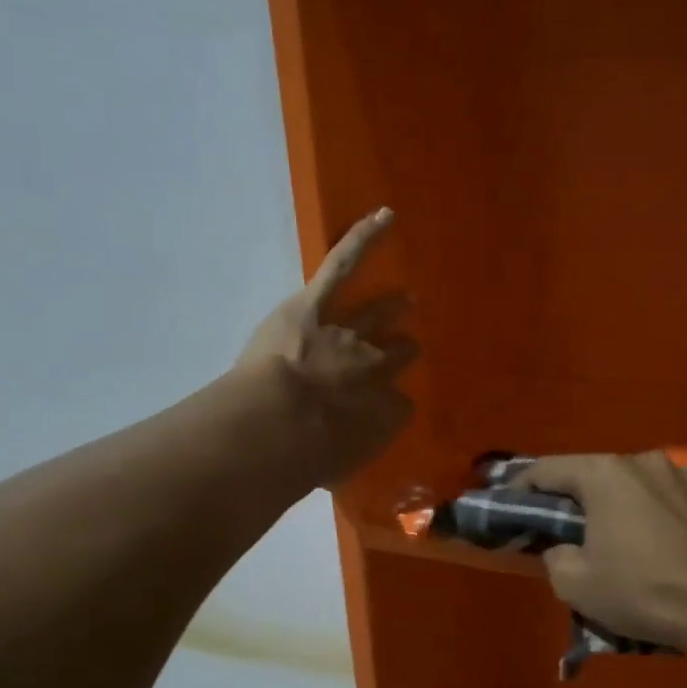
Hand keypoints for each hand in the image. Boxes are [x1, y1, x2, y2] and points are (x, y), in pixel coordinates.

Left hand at [238, 208, 417, 485]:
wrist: (280, 426)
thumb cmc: (304, 459)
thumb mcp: (331, 471)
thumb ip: (340, 461)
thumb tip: (335, 462)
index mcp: (381, 413)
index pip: (399, 406)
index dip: (392, 405)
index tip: (386, 407)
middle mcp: (377, 370)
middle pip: (396, 358)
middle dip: (399, 354)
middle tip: (406, 350)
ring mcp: (351, 332)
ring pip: (378, 317)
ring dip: (391, 309)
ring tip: (405, 301)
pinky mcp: (319, 304)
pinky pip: (346, 265)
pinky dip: (364, 237)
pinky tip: (384, 216)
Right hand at [516, 452, 686, 655]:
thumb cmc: (641, 593)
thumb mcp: (575, 585)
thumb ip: (555, 557)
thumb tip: (564, 548)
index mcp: (608, 474)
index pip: (550, 469)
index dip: (525, 486)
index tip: (513, 502)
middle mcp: (649, 462)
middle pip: (601, 474)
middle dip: (584, 498)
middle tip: (576, 529)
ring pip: (647, 485)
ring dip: (633, 504)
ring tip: (634, 539)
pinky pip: (684, 501)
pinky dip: (672, 516)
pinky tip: (675, 545)